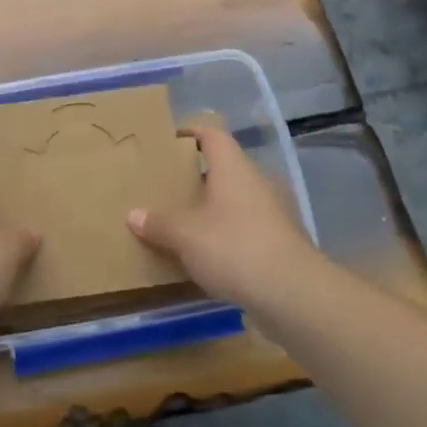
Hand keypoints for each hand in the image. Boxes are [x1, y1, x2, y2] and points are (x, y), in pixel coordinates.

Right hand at [127, 122, 318, 307]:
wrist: (292, 293)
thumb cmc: (233, 247)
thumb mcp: (185, 235)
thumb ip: (159, 223)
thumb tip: (134, 214)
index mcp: (233, 167)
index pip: (212, 134)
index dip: (190, 133)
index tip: (167, 143)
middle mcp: (256, 181)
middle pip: (224, 168)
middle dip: (196, 177)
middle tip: (167, 187)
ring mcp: (274, 211)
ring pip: (236, 199)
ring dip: (213, 208)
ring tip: (183, 222)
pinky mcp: (281, 240)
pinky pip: (247, 226)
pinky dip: (227, 233)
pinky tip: (208, 253)